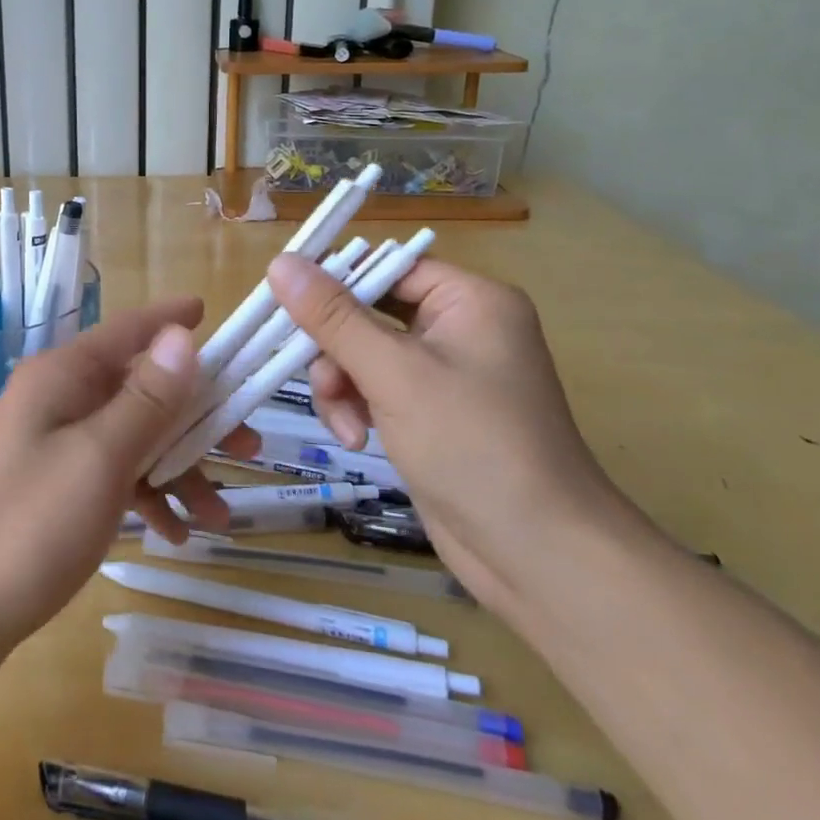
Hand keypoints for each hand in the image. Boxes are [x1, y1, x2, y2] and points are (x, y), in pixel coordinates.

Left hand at [0, 300, 256, 665]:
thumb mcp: (101, 457)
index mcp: (63, 376)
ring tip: (220, 515)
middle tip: (249, 446)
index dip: (171, 319)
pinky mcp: (51, 489)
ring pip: (131, 437)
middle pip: (140, 388)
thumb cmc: (27, 526)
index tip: (213, 313)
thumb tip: (182, 336)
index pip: (129, 329)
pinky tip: (175, 535)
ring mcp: (52, 445)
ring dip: (177, 468)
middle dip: (195, 416)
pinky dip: (145, 496)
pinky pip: (111, 476)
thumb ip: (148, 399)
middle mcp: (58, 399)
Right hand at [268, 253, 635, 620]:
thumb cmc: (473, 446)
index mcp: (469, 300)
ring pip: (365, 354)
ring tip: (344, 425)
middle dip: (336, 348)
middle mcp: (460, 327)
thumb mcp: (394, 374)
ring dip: (342, 384)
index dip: (334, 281)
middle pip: (369, 311)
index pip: (386, 267)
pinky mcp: (432, 413)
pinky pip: (377, 389)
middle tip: (315, 377)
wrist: (540, 557)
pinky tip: (356, 439)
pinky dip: (358, 408)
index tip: (284, 301)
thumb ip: (333, 317)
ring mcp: (446, 374)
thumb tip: (280, 262)